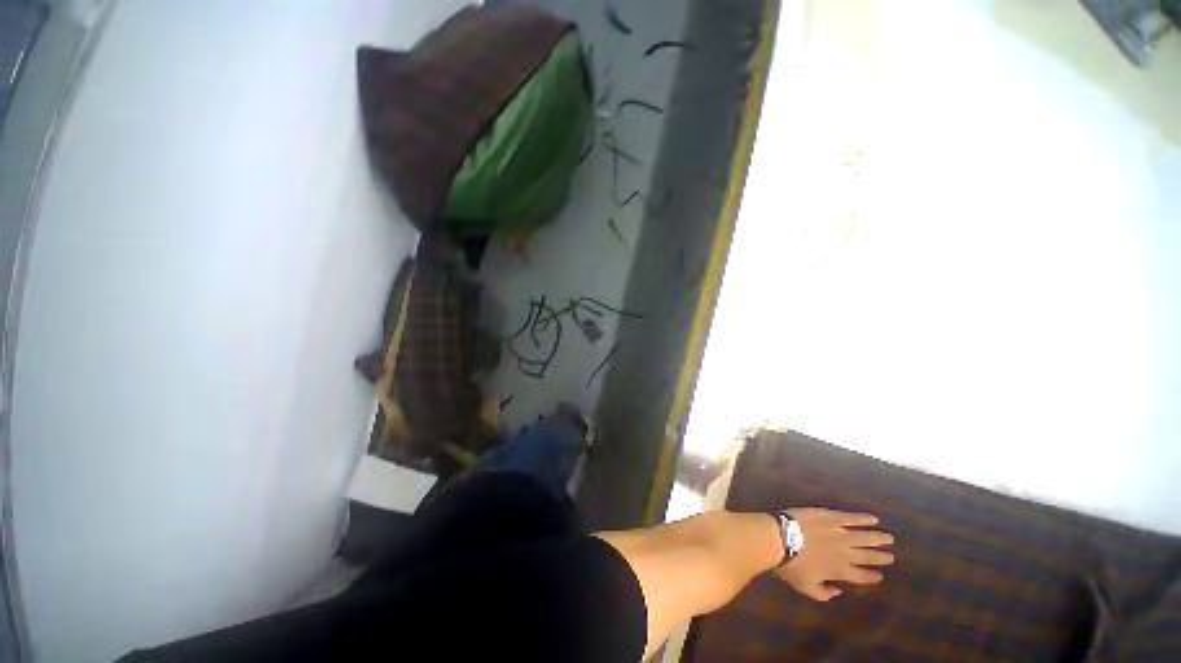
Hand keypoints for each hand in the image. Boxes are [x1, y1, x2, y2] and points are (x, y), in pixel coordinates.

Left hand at [773, 508, 893, 601]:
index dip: (871, 576)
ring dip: (877, 537)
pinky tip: (873, 519)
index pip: (861, 576)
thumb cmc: (790, 565)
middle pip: (867, 555)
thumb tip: (836, 591)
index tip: (880, 575)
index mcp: (840, 571)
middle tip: (890, 556)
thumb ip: (824, 593)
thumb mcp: (806, 587)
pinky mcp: (830, 516)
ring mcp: (839, 532)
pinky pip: (850, 517)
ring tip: (888, 538)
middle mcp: (845, 552)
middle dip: (880, 557)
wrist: (779, 537)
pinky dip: (863, 518)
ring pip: (864, 536)